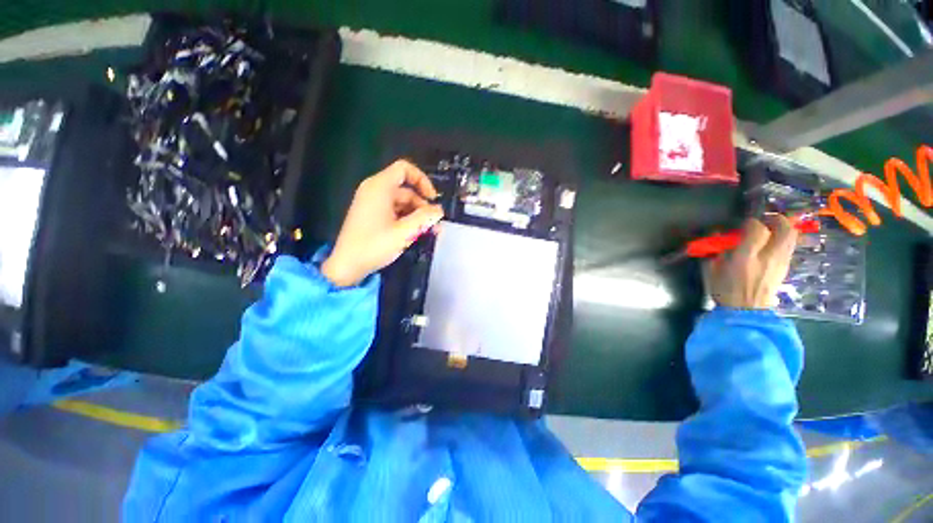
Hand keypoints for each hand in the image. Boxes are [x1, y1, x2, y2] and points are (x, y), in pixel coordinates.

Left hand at [321, 160, 443, 286]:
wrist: (347, 266)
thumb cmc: (374, 245)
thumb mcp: (404, 232)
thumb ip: (425, 218)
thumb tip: (439, 210)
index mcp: (379, 187)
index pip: (404, 169)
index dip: (422, 180)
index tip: (433, 199)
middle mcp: (375, 191)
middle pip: (406, 190)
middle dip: (423, 207)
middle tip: (435, 225)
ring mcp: (372, 204)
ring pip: (402, 203)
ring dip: (417, 216)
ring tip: (429, 233)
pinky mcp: (371, 216)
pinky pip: (394, 212)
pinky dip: (406, 220)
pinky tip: (416, 233)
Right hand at [704, 215, 797, 309]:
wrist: (746, 312)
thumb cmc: (725, 290)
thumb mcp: (712, 270)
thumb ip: (716, 250)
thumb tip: (718, 235)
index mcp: (745, 258)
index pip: (757, 229)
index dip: (751, 222)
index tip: (743, 224)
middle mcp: (768, 257)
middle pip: (785, 229)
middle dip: (777, 220)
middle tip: (766, 219)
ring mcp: (780, 263)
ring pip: (791, 237)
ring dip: (783, 229)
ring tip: (770, 230)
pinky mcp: (785, 268)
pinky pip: (789, 247)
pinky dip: (783, 241)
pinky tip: (771, 245)